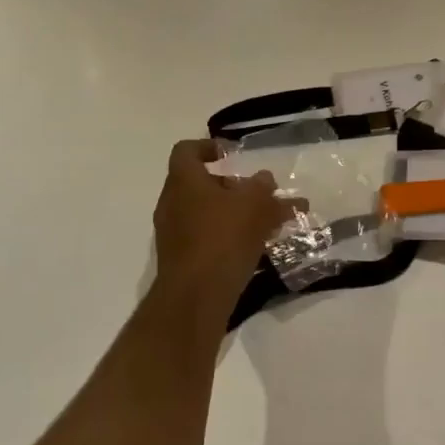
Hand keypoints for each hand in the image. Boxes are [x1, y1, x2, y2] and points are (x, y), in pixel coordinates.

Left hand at [152, 140, 296, 317]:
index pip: (187, 150)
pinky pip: (209, 239)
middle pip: (202, 184)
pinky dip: (231, 238)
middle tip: (260, 194)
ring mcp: (175, 234)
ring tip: (271, 223)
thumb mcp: (254, 204)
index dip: (207, 147)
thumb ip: (262, 188)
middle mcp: (173, 203)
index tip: (230, 154)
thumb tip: (264, 180)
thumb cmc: (223, 237)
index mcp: (184, 180)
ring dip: (237, 214)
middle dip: (234, 187)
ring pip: (209, 214)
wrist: (195, 298)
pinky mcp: (183, 261)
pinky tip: (259, 248)